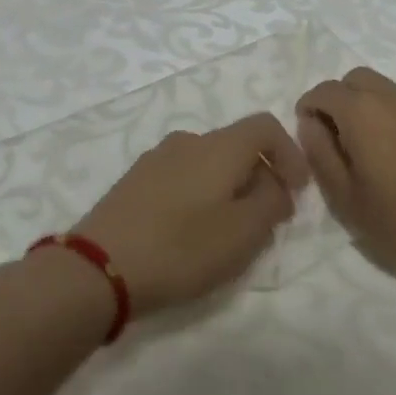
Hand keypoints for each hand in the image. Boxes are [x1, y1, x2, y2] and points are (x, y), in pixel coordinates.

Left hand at [73, 113, 310, 314]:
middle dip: (260, 178)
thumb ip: (271, 203)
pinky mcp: (133, 183)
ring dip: (229, 190)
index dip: (291, 154)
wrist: (98, 268)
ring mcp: (155, 160)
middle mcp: (186, 141)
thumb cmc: (181, 248)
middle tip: (266, 221)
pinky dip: (200, 197)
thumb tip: (274, 186)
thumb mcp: (243, 233)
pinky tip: (191, 234)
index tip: (297, 192)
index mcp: (218, 146)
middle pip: (236, 146)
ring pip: (208, 164)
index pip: (266, 126)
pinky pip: (181, 179)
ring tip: (229, 233)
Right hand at [296, 67, 395, 281]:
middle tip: (333, 139)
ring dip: (362, 105)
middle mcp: (391, 97)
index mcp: (361, 111)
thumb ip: (320, 153)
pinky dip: (386, 114)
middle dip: (336, 100)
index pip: (323, 91)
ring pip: (380, 88)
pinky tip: (393, 154)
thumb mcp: (345, 196)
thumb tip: (310, 125)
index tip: (308, 138)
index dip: (308, 109)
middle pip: (353, 79)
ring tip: (363, 149)